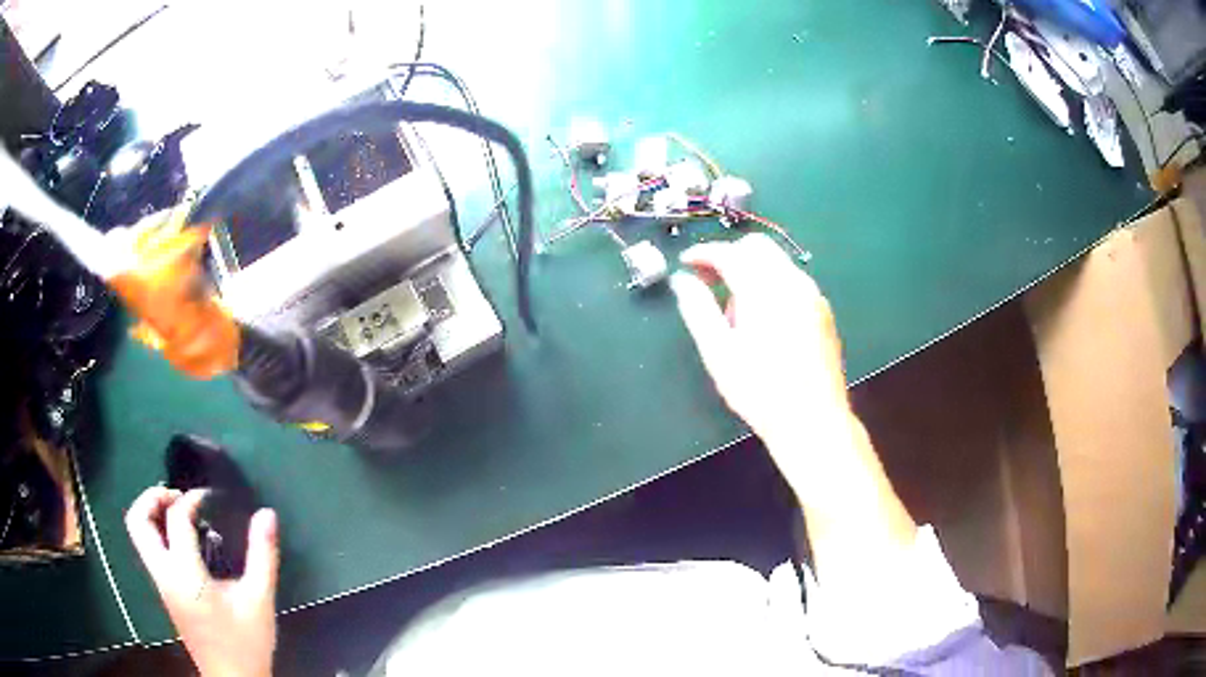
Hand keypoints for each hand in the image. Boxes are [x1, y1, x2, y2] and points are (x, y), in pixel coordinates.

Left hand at [126, 487, 278, 676]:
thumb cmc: (245, 643)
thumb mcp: (260, 600)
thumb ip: (263, 555)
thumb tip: (267, 514)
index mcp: (185, 573)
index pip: (176, 519)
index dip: (192, 498)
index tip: (211, 497)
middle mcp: (164, 574)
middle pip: (138, 520)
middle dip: (152, 497)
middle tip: (178, 495)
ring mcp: (161, 584)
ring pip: (138, 535)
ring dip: (152, 514)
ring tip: (179, 512)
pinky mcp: (165, 593)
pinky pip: (150, 549)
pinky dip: (159, 532)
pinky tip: (185, 541)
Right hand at [671, 234, 849, 451]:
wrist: (813, 420)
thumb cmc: (760, 390)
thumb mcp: (718, 352)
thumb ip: (697, 309)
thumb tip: (681, 280)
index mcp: (764, 289)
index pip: (729, 253)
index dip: (703, 253)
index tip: (685, 264)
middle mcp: (792, 282)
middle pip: (757, 246)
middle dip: (729, 255)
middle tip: (707, 280)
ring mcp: (812, 295)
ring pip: (777, 262)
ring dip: (750, 271)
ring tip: (734, 311)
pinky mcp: (822, 310)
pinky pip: (792, 281)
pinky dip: (771, 284)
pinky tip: (763, 320)